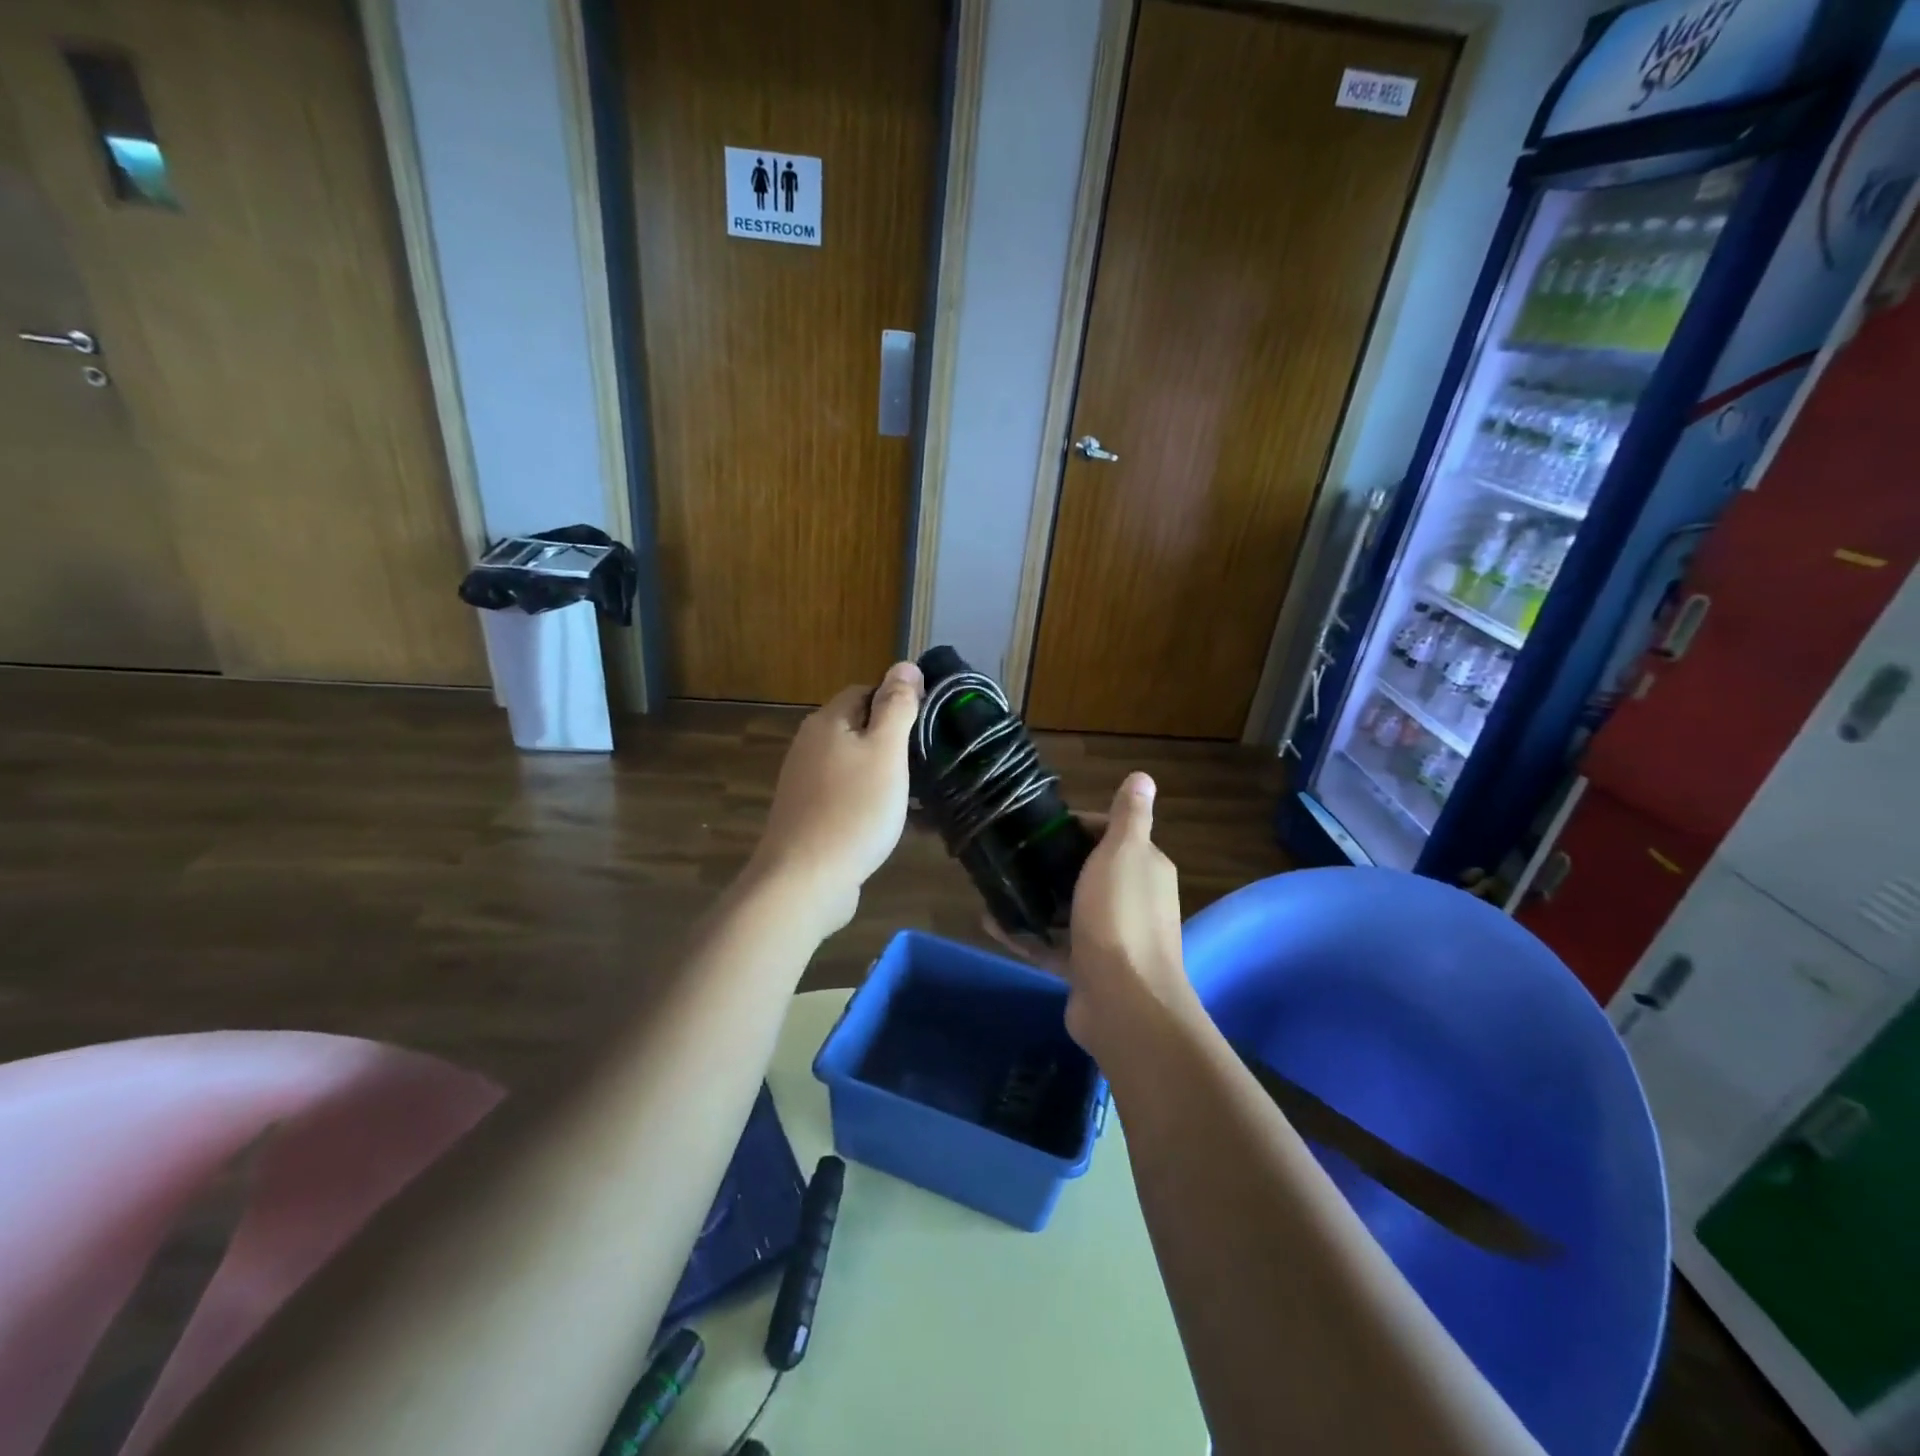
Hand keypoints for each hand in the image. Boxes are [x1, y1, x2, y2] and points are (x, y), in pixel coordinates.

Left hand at [749, 661, 923, 932]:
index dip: (898, 702)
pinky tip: (897, 824)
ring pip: (856, 765)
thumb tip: (905, 664)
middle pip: (860, 728)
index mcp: (827, 722)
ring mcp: (806, 783)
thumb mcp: (886, 752)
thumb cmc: (853, 810)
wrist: (804, 880)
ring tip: (922, 795)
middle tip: (930, 762)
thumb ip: (897, 707)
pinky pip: (849, 797)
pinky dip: (873, 803)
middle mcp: (810, 745)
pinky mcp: (809, 815)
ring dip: (888, 776)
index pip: (865, 691)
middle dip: (895, 741)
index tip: (929, 725)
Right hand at [988, 772, 1197, 1050]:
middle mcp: (1132, 901)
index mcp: (1145, 869)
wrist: (1123, 1002)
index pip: (1113, 835)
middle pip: (1088, 873)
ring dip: (1036, 900)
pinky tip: (990, 922)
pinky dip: (1024, 935)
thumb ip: (1130, 816)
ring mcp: (1109, 939)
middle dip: (1052, 863)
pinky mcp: (1085, 970)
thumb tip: (1143, 776)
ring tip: (996, 883)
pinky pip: (1050, 946)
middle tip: (1011, 852)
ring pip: (1067, 911)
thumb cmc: (1120, 916)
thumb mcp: (1123, 853)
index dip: (1079, 826)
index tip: (1041, 826)